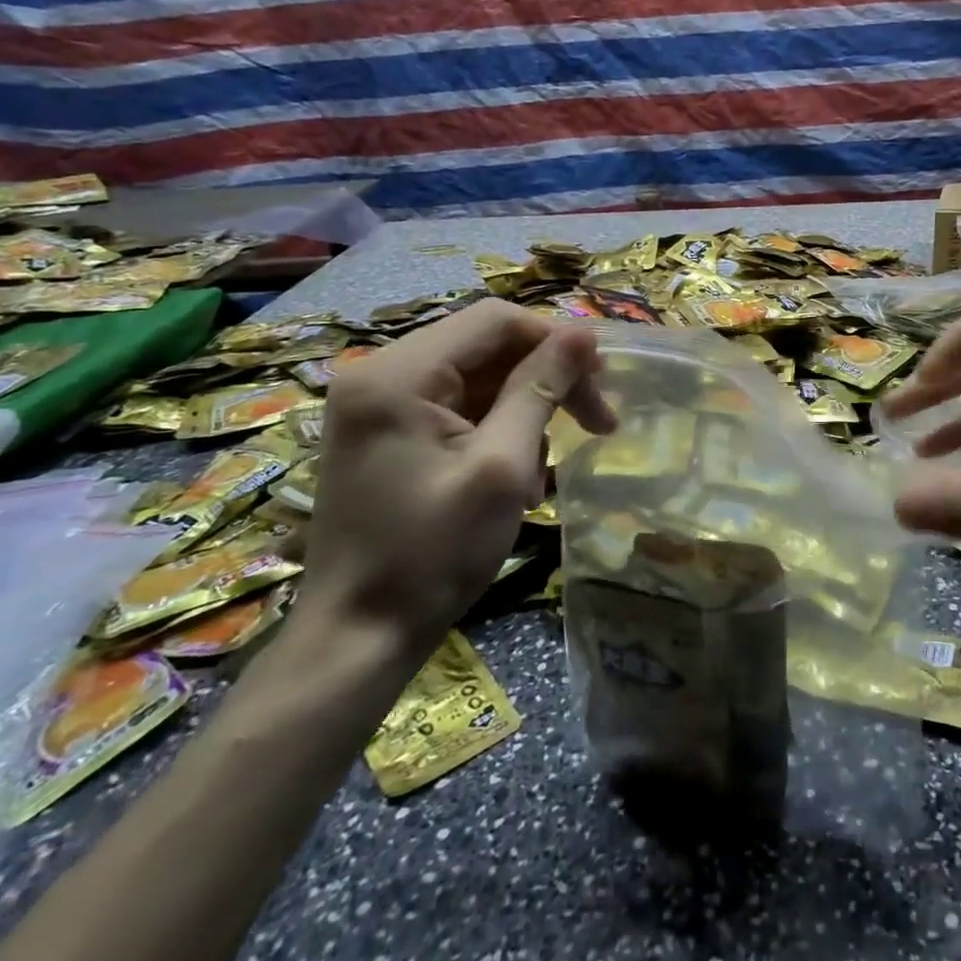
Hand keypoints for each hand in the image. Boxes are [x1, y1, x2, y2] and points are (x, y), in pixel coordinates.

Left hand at [306, 299, 614, 651]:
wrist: (358, 639)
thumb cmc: (433, 552)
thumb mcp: (502, 465)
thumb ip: (541, 388)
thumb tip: (584, 332)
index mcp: (398, 374)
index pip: (496, 321)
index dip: (556, 340)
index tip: (602, 380)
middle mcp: (379, 374)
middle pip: (486, 347)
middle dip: (546, 379)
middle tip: (598, 421)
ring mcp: (377, 405)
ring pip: (476, 378)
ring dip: (525, 410)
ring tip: (547, 467)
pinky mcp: (384, 433)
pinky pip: (456, 408)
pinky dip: (496, 430)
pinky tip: (517, 475)